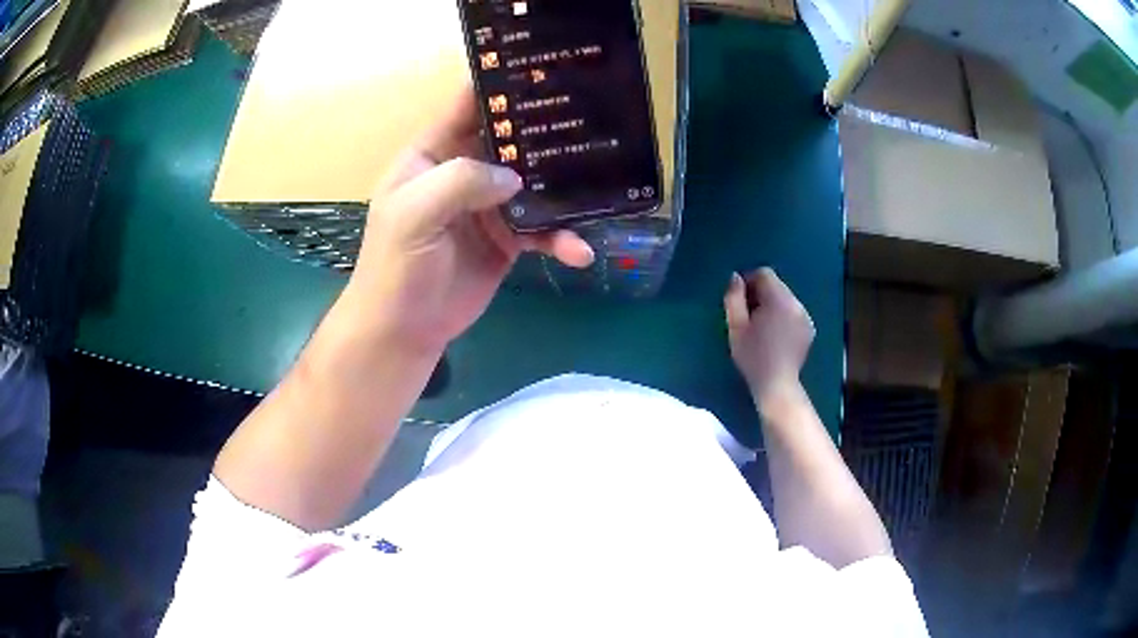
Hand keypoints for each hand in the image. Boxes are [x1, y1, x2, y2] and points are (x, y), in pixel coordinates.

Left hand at [344, 88, 594, 353]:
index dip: (501, 84)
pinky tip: (580, 251)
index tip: (543, 68)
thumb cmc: (395, 266)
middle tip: (592, 116)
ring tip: (601, 188)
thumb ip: (459, 182)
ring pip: (534, 182)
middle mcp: (464, 171)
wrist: (404, 330)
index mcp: (434, 153)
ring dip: (565, 187)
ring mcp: (489, 205)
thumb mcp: (413, 214)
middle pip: (511, 139)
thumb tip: (514, 176)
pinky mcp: (508, 239)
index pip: (468, 105)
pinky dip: (562, 238)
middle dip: (545, 130)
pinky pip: (542, 229)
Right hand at [724, 268, 815, 406]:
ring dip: (772, 305)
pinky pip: (794, 312)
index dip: (749, 281)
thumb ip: (734, 298)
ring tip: (762, 326)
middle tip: (748, 315)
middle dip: (761, 294)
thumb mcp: (736, 327)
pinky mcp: (809, 328)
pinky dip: (783, 316)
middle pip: (776, 285)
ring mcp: (805, 316)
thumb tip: (736, 278)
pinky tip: (775, 335)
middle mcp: (796, 303)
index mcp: (778, 300)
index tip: (739, 299)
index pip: (764, 274)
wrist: (777, 384)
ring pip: (785, 299)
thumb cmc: (752, 356)